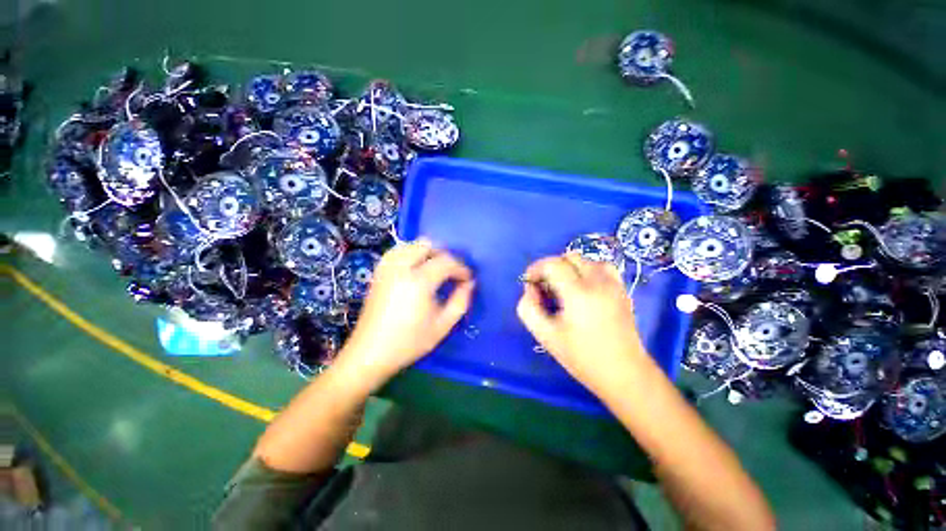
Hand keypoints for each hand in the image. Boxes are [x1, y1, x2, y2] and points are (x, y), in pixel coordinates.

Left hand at [337, 238, 474, 390]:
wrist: (370, 353)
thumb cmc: (409, 342)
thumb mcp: (443, 326)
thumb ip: (461, 301)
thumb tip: (469, 283)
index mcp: (419, 282)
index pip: (446, 262)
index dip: (461, 268)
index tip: (468, 279)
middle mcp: (401, 268)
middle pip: (427, 245)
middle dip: (445, 255)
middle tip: (453, 272)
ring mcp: (386, 268)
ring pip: (411, 244)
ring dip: (428, 252)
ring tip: (437, 268)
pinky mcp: (378, 272)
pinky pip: (397, 251)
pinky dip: (411, 253)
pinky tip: (417, 267)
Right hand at [516, 255, 649, 396]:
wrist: (624, 374)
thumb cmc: (581, 357)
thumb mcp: (545, 336)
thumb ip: (528, 308)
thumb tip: (531, 289)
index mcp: (577, 293)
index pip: (552, 264)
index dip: (535, 269)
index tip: (529, 283)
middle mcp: (598, 282)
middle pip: (568, 257)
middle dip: (551, 267)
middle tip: (545, 288)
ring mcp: (613, 284)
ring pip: (585, 260)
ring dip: (569, 268)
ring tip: (564, 287)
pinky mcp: (622, 290)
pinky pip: (601, 267)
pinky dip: (587, 270)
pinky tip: (583, 288)